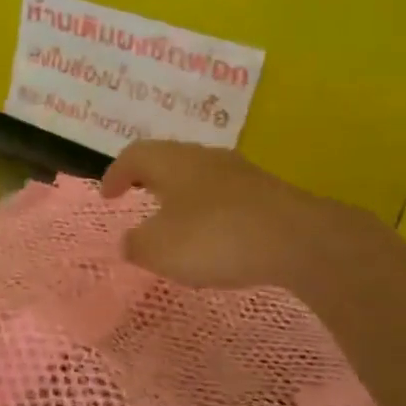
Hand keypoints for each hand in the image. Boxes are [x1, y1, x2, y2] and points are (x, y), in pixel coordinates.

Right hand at [101, 140, 390, 292]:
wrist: (298, 240)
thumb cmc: (215, 237)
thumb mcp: (159, 250)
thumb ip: (136, 244)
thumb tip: (130, 240)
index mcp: (172, 162)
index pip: (134, 155)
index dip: (115, 174)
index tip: (108, 196)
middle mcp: (205, 157)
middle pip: (169, 159)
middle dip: (150, 179)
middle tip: (139, 198)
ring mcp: (241, 173)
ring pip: (200, 176)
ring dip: (182, 195)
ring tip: (175, 221)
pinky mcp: (267, 194)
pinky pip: (226, 197)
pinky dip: (210, 212)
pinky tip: (215, 238)